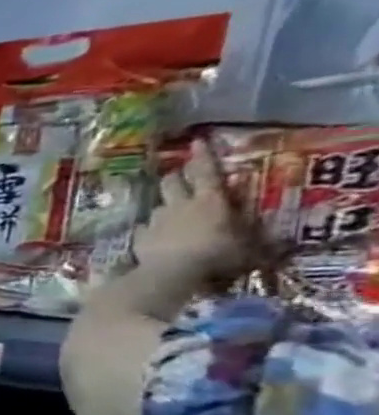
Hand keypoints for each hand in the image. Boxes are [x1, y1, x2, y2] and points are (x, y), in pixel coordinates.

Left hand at [134, 138, 258, 290]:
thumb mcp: (248, 245)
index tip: (197, 142)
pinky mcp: (139, 236)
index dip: (202, 156)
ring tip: (172, 211)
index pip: (205, 171)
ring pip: (158, 204)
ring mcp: (155, 220)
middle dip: (176, 175)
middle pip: (171, 181)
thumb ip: (254, 235)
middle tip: (180, 175)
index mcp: (209, 200)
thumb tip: (275, 238)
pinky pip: (144, 228)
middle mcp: (178, 205)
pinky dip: (150, 229)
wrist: (172, 272)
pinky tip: (155, 235)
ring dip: (165, 205)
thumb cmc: (218, 255)